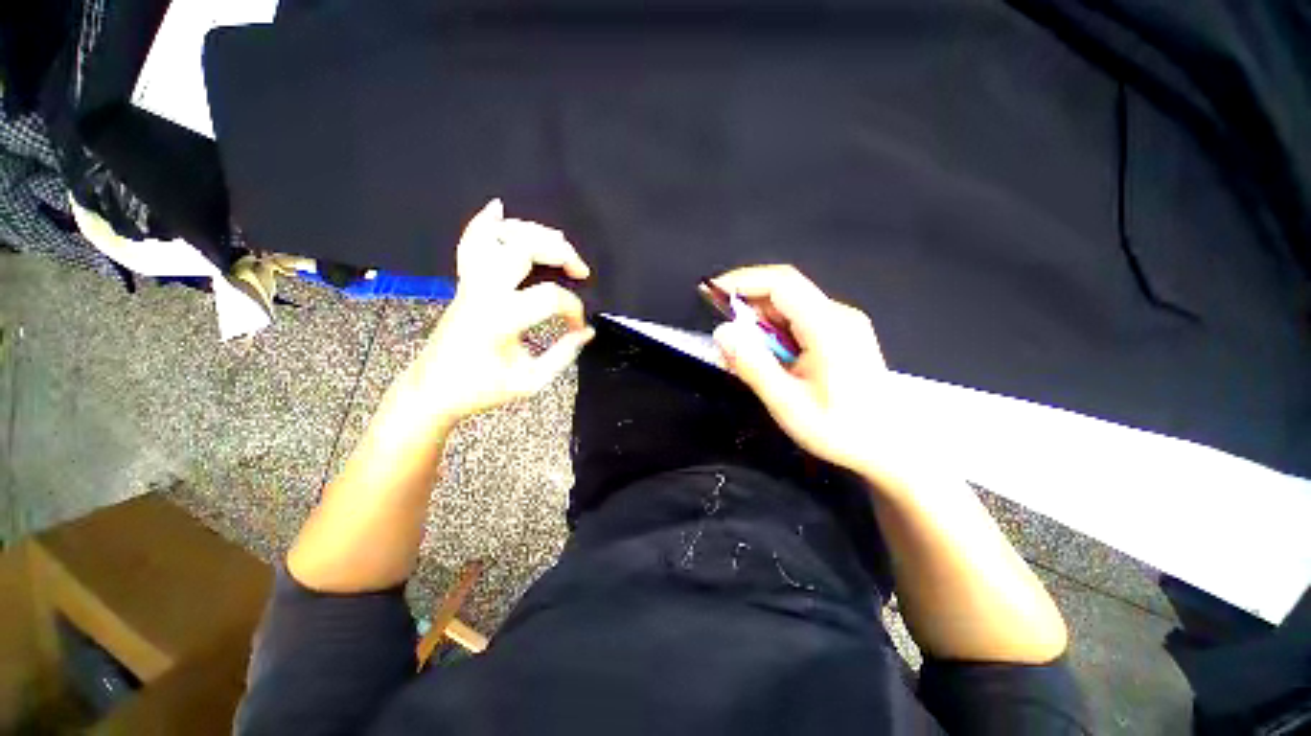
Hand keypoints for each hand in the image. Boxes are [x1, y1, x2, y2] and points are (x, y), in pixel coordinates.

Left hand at [408, 199, 593, 426]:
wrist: (432, 389)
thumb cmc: (480, 390)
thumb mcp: (530, 382)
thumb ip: (563, 355)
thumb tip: (586, 332)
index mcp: (500, 318)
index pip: (550, 297)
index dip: (573, 310)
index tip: (579, 328)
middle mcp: (483, 291)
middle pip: (523, 247)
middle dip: (560, 251)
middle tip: (580, 269)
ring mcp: (470, 283)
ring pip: (498, 236)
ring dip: (532, 232)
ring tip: (558, 243)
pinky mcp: (464, 283)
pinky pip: (470, 243)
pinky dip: (484, 223)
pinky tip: (498, 209)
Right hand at [710, 265, 910, 483]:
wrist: (890, 447)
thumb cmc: (841, 430)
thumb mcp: (788, 404)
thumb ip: (753, 366)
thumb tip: (722, 333)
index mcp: (828, 327)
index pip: (781, 284)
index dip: (743, 281)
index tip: (711, 293)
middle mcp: (838, 315)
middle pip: (783, 292)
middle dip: (747, 306)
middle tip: (725, 335)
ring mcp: (842, 323)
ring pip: (789, 307)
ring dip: (759, 323)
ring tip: (744, 353)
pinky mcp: (840, 334)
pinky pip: (798, 320)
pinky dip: (774, 332)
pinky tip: (769, 358)